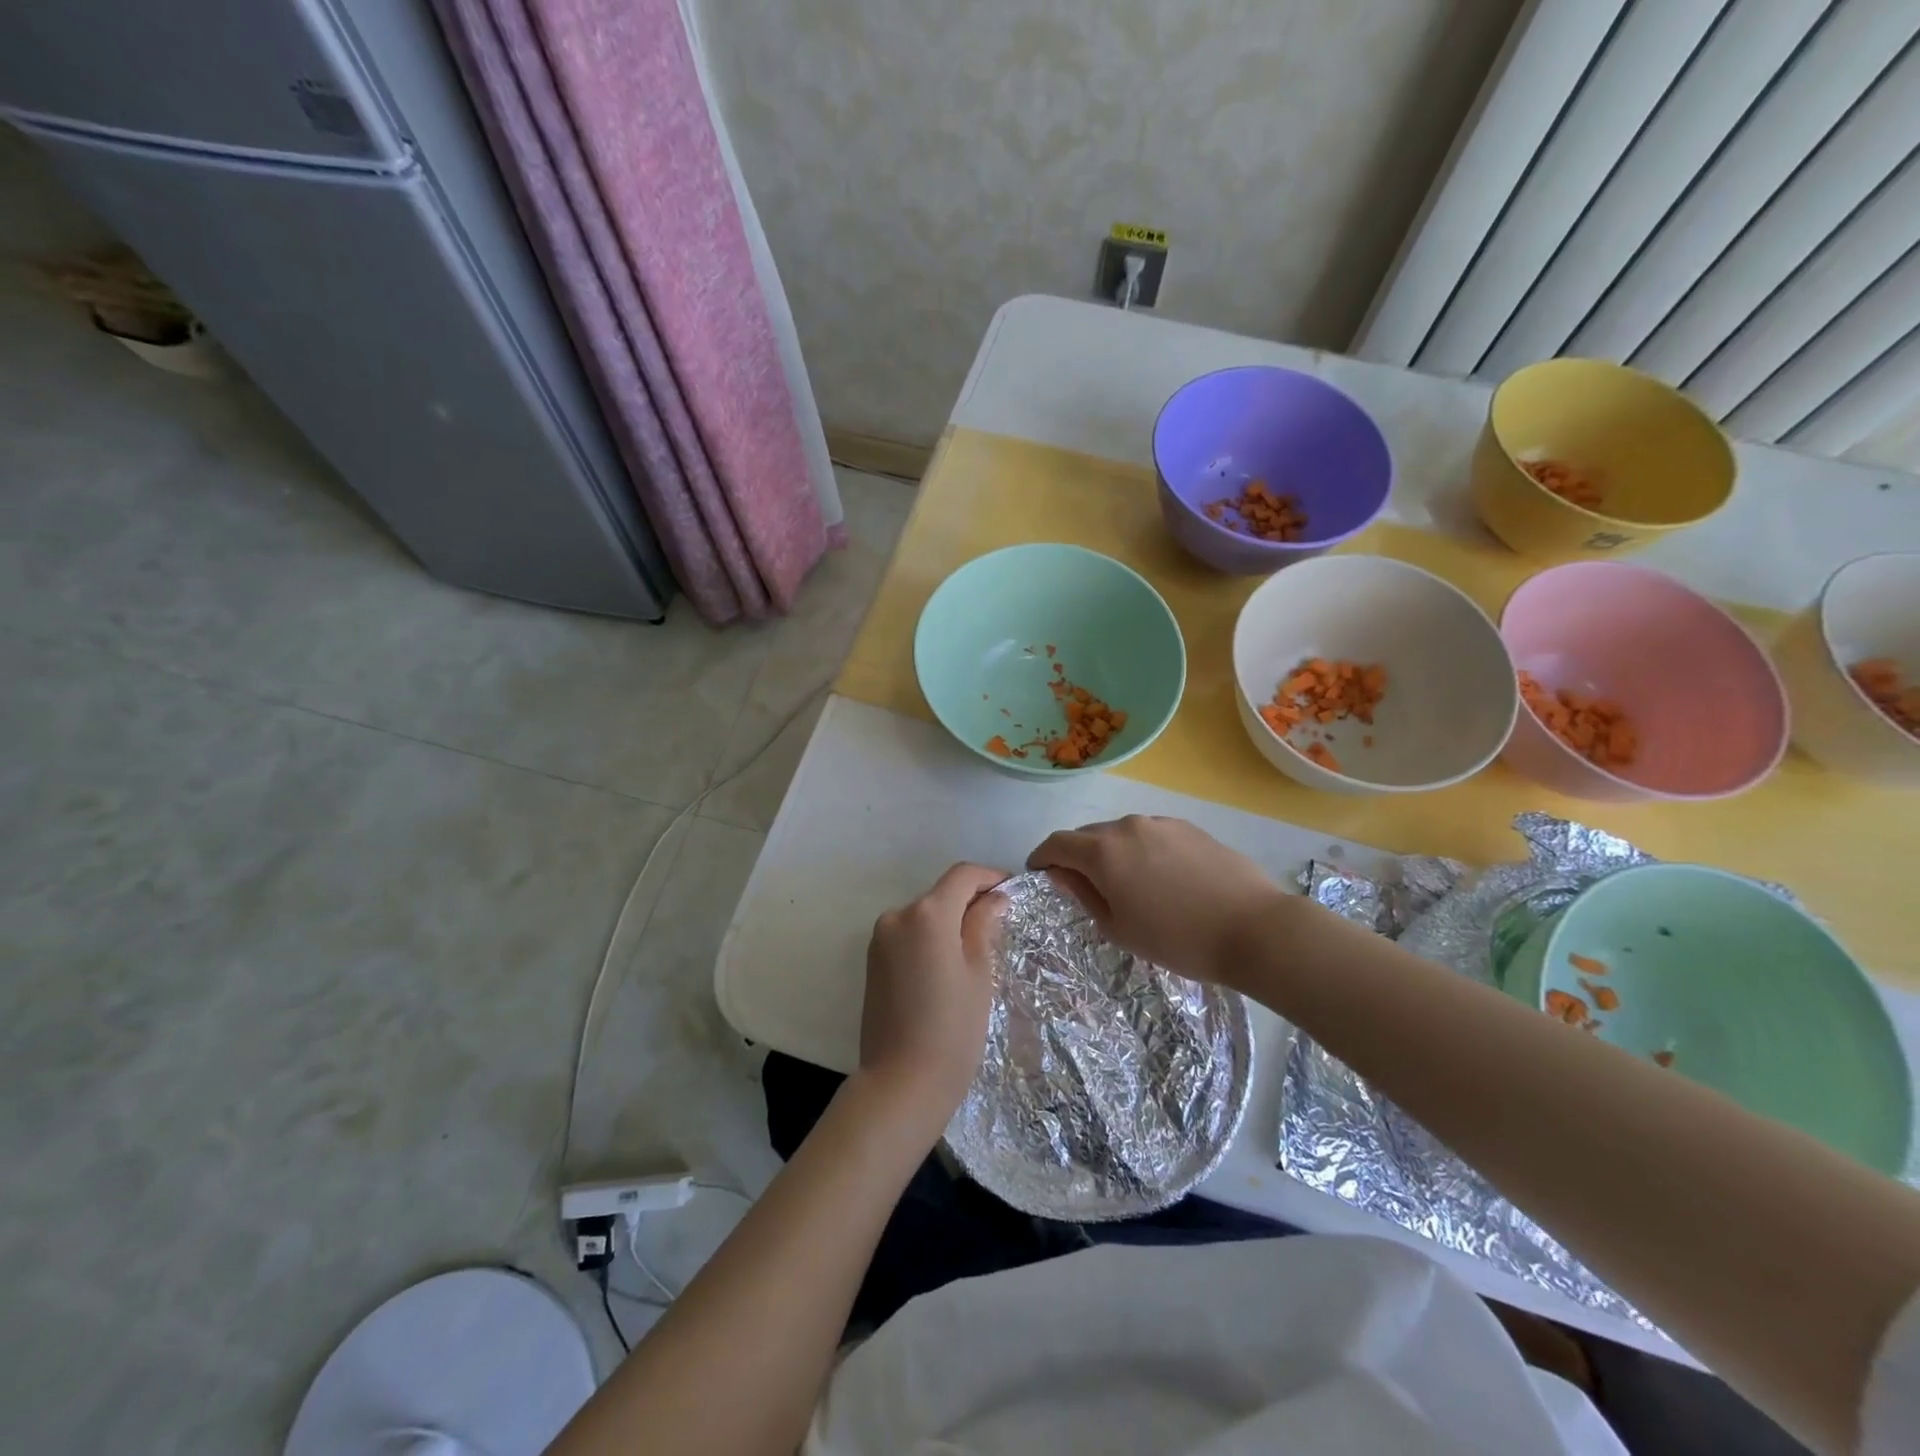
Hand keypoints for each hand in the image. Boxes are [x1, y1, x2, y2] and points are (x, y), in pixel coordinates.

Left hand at [857, 863, 1008, 1134]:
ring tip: (978, 949)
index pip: (962, 875)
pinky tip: (948, 966)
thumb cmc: (952, 1029)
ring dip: (950, 922)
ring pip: (924, 916)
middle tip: (1002, 925)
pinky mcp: (872, 962)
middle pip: (941, 894)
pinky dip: (930, 939)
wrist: (900, 1084)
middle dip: (971, 902)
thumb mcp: (979, 974)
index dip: (990, 877)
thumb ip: (984, 926)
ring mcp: (880, 939)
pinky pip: (908, 936)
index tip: (1013, 891)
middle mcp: (897, 916)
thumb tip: (994, 898)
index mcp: (927, 914)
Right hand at [1027, 816, 1284, 985]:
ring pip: (1121, 833)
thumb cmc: (1177, 939)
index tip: (1039, 873)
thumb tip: (1061, 873)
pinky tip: (1160, 878)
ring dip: (1111, 852)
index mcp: (1103, 851)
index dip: (1042, 857)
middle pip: (1088, 835)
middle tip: (1082, 885)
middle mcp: (1127, 826)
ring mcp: (1161, 823)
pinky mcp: (1189, 828)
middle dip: (1077, 855)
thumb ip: (1083, 894)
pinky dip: (1141, 850)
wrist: (1253, 928)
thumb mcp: (1119, 928)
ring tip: (1126, 883)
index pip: (1057, 843)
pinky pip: (1150, 834)